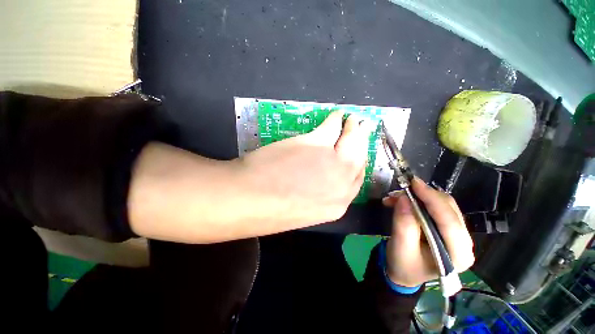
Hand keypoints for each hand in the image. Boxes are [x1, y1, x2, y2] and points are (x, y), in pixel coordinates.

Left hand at [235, 112, 373, 226]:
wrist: (248, 200)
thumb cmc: (270, 211)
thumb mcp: (302, 210)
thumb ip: (317, 194)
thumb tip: (320, 179)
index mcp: (337, 205)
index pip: (356, 180)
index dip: (358, 164)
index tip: (357, 154)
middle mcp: (341, 183)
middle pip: (359, 159)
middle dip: (362, 142)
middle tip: (362, 129)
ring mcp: (331, 161)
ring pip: (351, 141)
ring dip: (353, 128)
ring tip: (351, 119)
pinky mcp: (316, 143)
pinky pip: (332, 127)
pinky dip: (335, 119)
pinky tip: (335, 116)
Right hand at [382, 178, 474, 286]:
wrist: (404, 271)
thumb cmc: (403, 265)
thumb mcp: (400, 248)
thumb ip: (403, 224)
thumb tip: (404, 198)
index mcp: (457, 255)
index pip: (449, 222)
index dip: (432, 199)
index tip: (413, 183)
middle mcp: (464, 242)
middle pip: (449, 209)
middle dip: (423, 196)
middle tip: (399, 190)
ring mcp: (458, 234)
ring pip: (443, 204)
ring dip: (419, 197)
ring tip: (395, 197)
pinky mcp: (448, 227)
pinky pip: (436, 206)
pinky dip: (418, 200)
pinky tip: (401, 201)